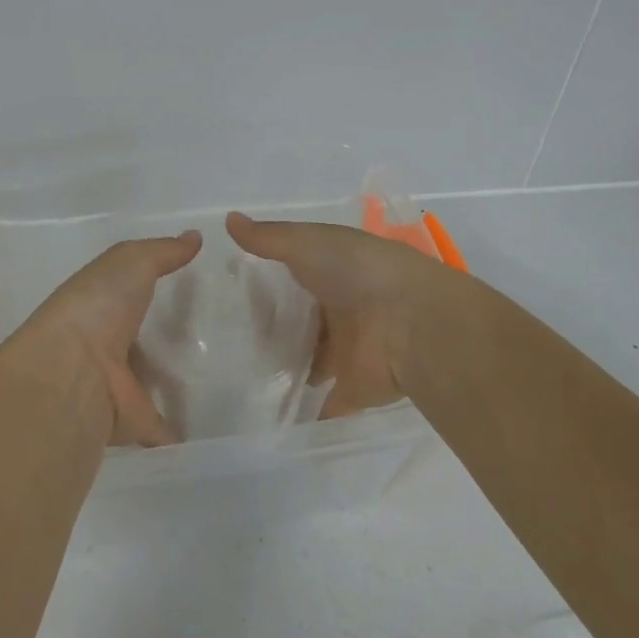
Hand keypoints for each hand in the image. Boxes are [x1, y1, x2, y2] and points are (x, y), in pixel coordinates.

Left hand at [4, 232, 202, 446]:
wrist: (71, 370)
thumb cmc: (97, 305)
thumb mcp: (130, 261)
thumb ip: (163, 251)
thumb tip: (195, 236)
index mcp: (100, 305)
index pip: (128, 295)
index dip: (152, 290)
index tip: (192, 287)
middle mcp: (106, 345)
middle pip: (142, 341)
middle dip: (168, 339)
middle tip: (216, 335)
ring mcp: (118, 386)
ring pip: (151, 384)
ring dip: (174, 383)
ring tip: (221, 379)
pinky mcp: (133, 422)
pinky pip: (162, 430)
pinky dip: (179, 434)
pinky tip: (209, 429)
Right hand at [226, 212, 460, 417]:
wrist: (411, 322)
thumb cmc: (358, 272)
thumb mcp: (306, 243)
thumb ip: (267, 238)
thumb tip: (227, 219)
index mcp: (337, 270)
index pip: (298, 273)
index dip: (270, 278)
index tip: (233, 288)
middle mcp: (344, 308)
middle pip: (305, 318)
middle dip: (276, 325)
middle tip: (227, 336)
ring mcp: (349, 350)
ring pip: (313, 359)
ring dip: (289, 365)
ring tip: (240, 375)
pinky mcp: (354, 387)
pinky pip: (327, 403)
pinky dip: (309, 413)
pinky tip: (274, 418)